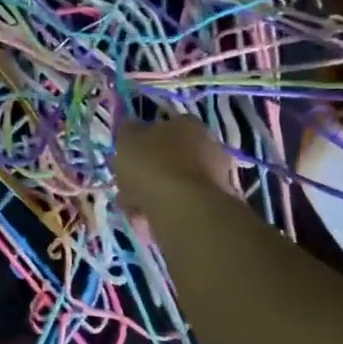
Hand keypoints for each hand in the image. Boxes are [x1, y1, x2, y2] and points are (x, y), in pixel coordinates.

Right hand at [115, 117, 233, 215]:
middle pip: (168, 157)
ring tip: (133, 208)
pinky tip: (147, 219)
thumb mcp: (127, 140)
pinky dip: (164, 210)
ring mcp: (215, 177)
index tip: (126, 158)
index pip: (162, 127)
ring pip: (173, 183)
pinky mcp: (214, 205)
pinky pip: (180, 204)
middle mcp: (208, 145)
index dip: (141, 142)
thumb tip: (132, 130)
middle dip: (147, 172)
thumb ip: (127, 131)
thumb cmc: (153, 166)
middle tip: (126, 185)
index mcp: (187, 124)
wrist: (185, 210)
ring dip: (152, 194)